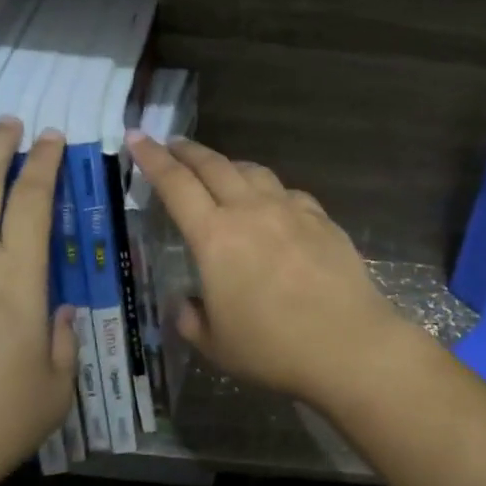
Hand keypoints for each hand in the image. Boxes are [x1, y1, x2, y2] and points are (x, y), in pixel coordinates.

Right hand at [125, 134, 400, 403]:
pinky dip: (269, 190)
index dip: (152, 158)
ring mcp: (289, 210)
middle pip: (213, 165)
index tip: (137, 137)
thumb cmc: (274, 348)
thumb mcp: (217, 345)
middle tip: (172, 144)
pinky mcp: (320, 218)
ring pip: (252, 171)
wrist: (348, 344)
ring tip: (220, 170)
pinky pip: (287, 192)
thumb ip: (191, 320)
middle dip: (187, 151)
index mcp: (215, 236)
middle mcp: (250, 211)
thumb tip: (184, 304)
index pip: (175, 184)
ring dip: (229, 165)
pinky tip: (272, 204)